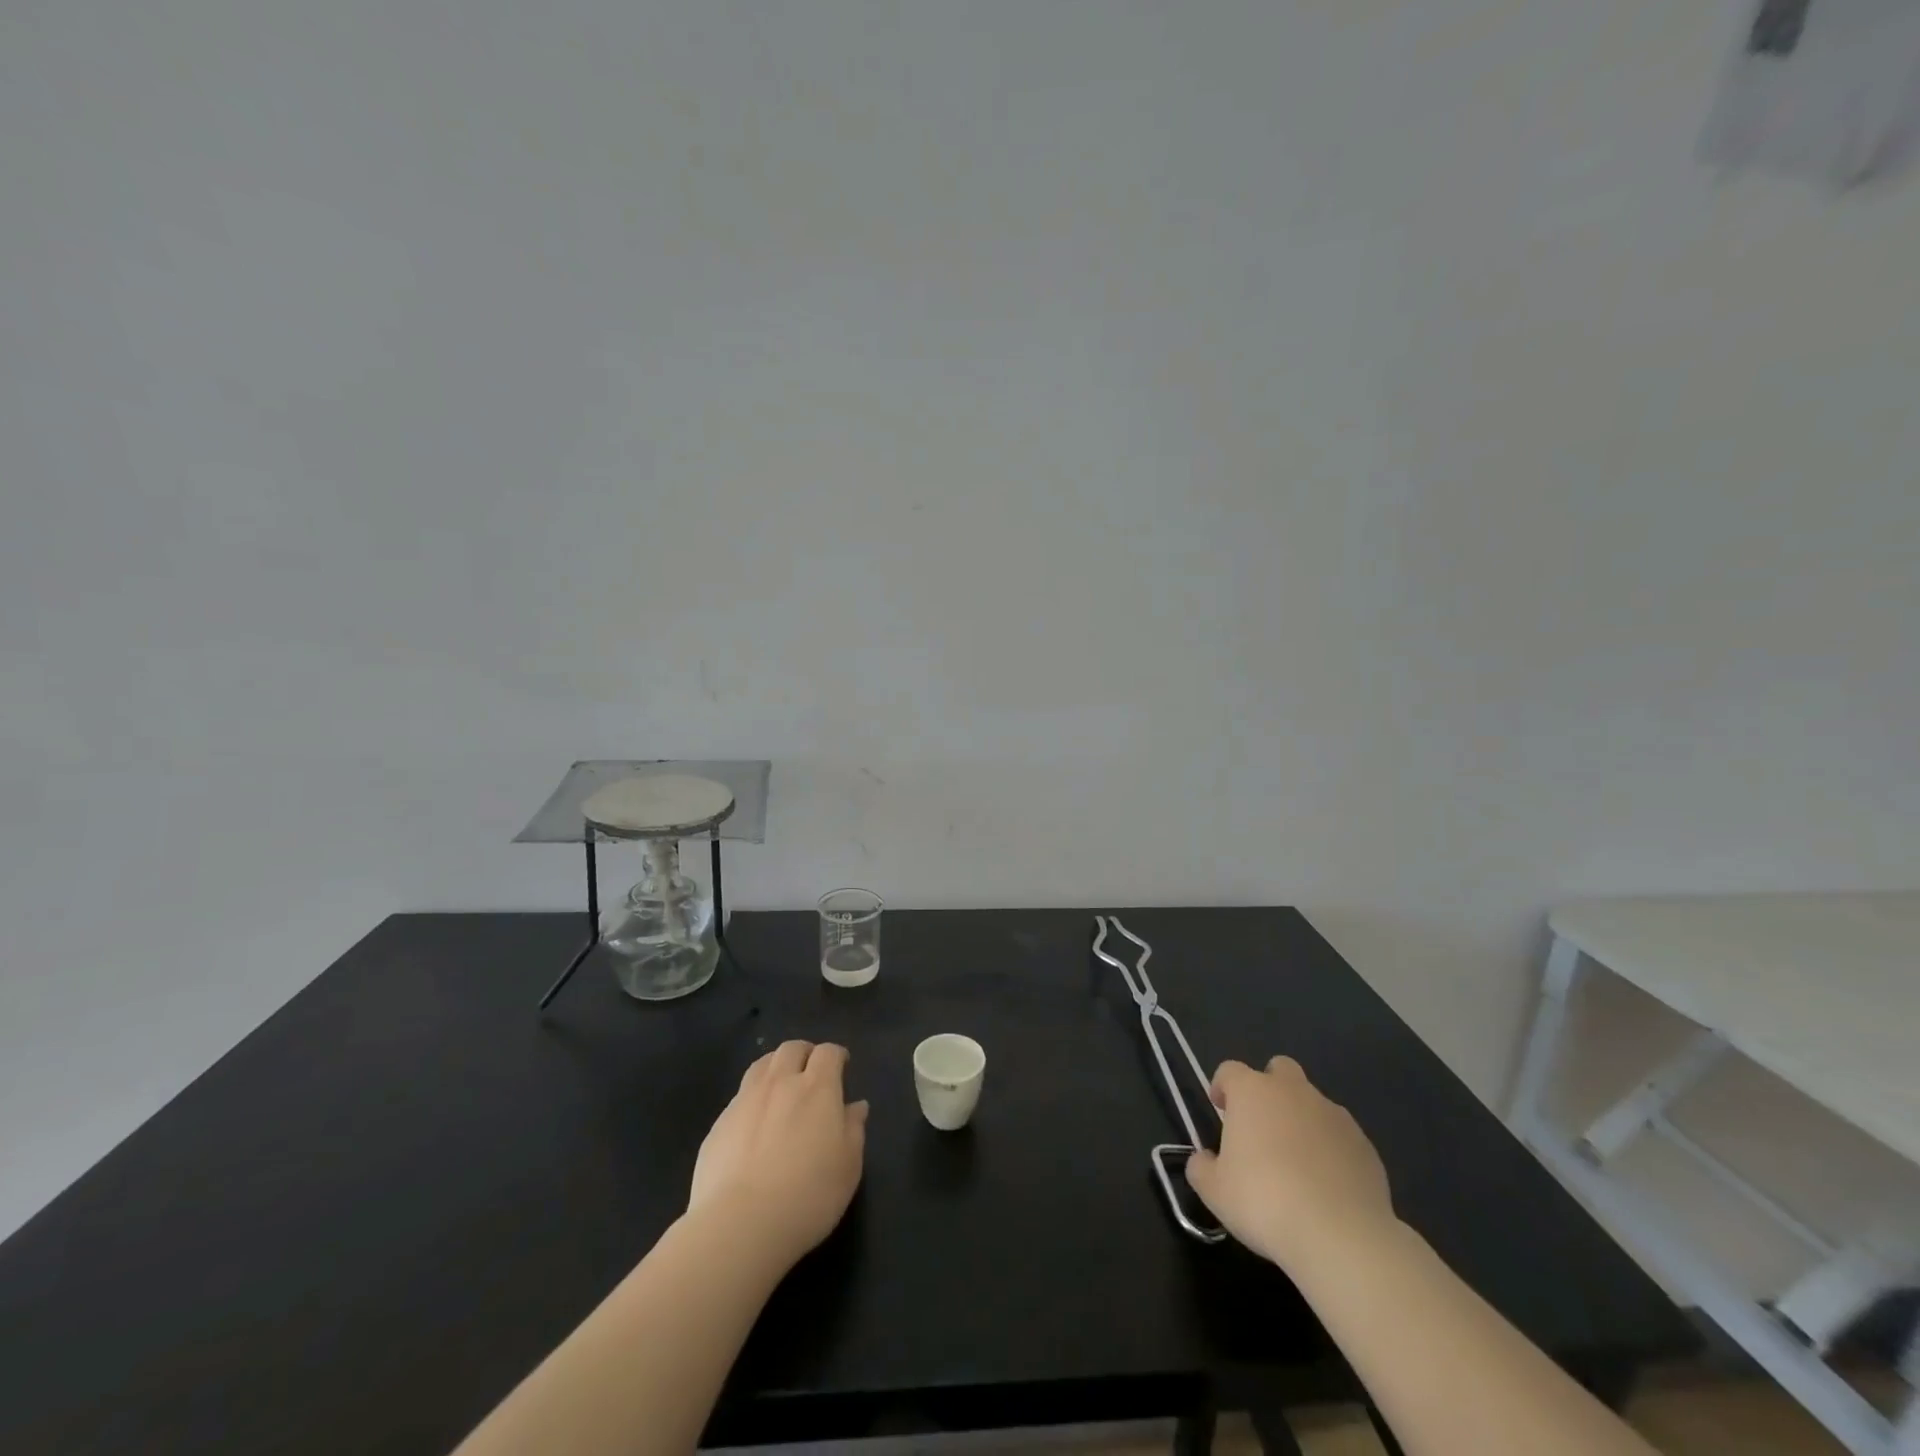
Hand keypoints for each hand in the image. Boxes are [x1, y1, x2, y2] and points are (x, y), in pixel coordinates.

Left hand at [688, 1040, 868, 1269]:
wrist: (740, 1224)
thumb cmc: (809, 1195)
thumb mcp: (848, 1166)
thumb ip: (854, 1129)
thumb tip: (856, 1106)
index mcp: (817, 1088)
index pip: (828, 1052)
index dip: (836, 1056)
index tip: (842, 1066)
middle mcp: (780, 1083)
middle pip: (791, 1049)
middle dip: (804, 1054)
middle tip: (811, 1072)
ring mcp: (745, 1100)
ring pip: (761, 1065)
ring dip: (775, 1068)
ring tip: (781, 1088)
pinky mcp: (719, 1124)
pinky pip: (739, 1097)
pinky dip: (752, 1100)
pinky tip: (754, 1126)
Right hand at [1184, 1055, 1395, 1269]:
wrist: (1340, 1236)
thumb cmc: (1264, 1202)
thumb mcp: (1214, 1191)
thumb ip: (1201, 1167)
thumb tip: (1204, 1160)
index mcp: (1252, 1092)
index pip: (1230, 1070)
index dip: (1222, 1087)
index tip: (1221, 1112)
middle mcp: (1293, 1091)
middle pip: (1279, 1069)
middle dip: (1270, 1088)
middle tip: (1262, 1127)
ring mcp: (1334, 1115)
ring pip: (1313, 1103)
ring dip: (1301, 1120)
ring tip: (1297, 1165)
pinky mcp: (1364, 1145)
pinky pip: (1340, 1136)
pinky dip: (1331, 1150)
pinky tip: (1327, 1185)